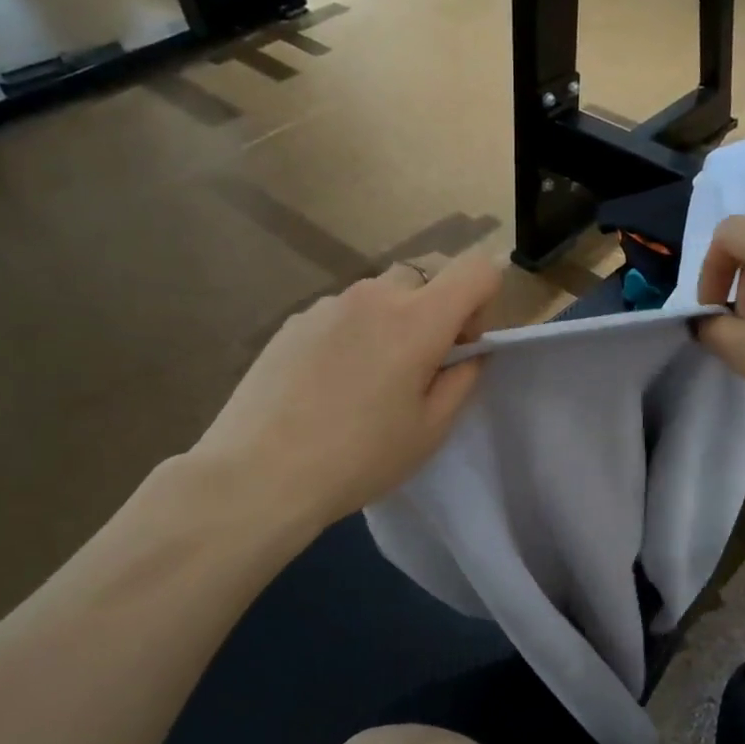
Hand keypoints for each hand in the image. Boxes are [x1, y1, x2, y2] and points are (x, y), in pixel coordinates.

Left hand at [194, 256, 501, 529]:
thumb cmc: (359, 458)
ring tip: (369, 381)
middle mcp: (373, 296)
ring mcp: (327, 305)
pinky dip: (354, 333)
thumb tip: (470, 353)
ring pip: (380, 294)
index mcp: (417, 320)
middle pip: (425, 276)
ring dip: (393, 321)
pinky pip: (342, 312)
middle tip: (420, 366)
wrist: (259, 474)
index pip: (475, 269)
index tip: (462, 346)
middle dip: (437, 310)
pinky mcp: (293, 321)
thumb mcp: (430, 430)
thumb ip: (463, 380)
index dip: (484, 301)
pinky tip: (329, 384)